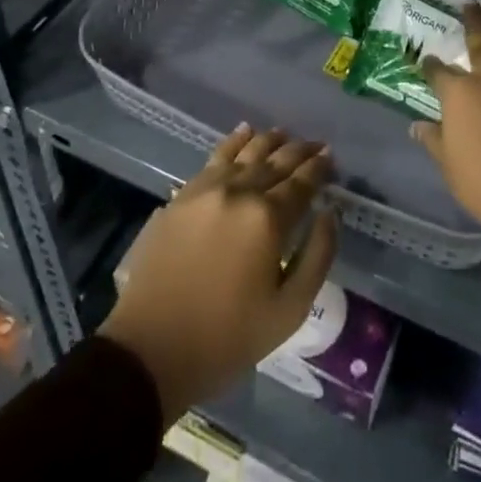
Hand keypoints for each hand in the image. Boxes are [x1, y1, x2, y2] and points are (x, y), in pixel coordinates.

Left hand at [100, 126, 338, 423]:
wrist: (150, 350)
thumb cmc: (226, 339)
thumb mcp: (287, 312)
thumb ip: (317, 257)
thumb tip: (329, 213)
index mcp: (268, 219)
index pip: (302, 183)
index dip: (319, 168)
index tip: (330, 158)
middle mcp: (240, 191)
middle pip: (276, 161)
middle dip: (300, 152)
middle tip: (316, 145)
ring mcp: (208, 189)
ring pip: (247, 152)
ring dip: (270, 141)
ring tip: (285, 134)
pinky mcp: (183, 194)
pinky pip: (216, 157)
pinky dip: (234, 142)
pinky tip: (244, 132)